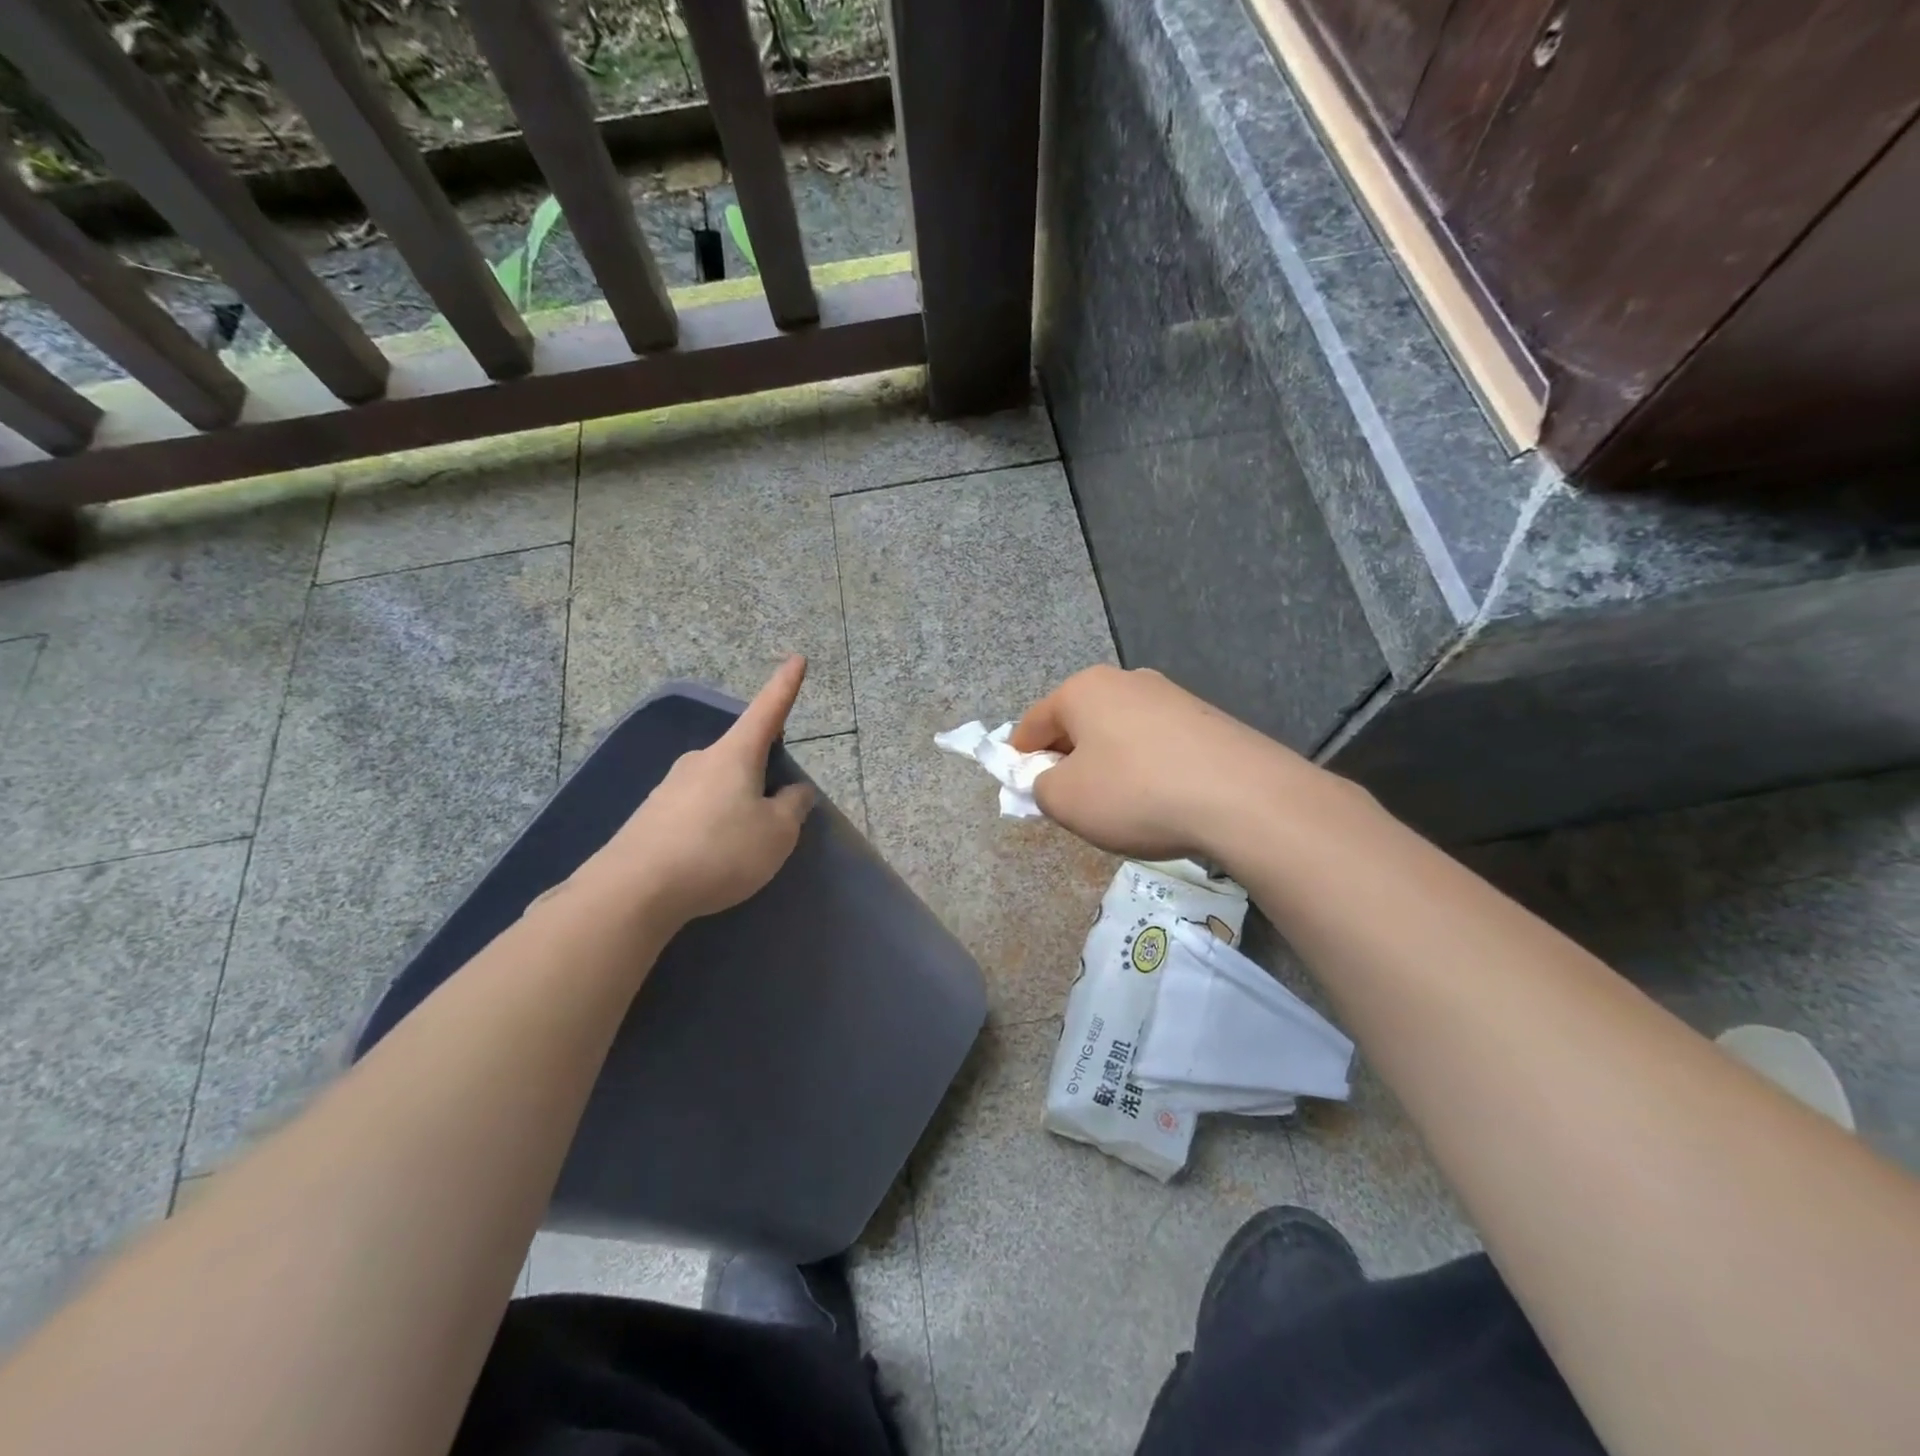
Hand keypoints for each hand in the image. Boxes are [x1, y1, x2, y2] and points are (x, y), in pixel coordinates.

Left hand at [580, 656, 816, 923]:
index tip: (797, 658)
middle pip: (742, 756)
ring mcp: (670, 787)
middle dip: (762, 774)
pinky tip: (709, 859)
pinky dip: (711, 826)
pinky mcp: (651, 817)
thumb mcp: (777, 833)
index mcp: (735, 755)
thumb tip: (794, 790)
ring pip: (718, 787)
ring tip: (741, 848)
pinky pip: (694, 812)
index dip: (785, 686)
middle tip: (775, 814)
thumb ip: (793, 807)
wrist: (634, 890)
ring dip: (736, 805)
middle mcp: (700, 761)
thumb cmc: (720, 851)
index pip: (768, 711)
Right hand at [1009, 664, 1313, 859]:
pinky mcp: (1206, 719)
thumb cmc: (1135, 792)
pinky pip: (1156, 743)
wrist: (1242, 797)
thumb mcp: (1065, 800)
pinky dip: (1145, 767)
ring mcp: (1171, 696)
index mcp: (1083, 689)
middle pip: (1079, 722)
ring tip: (1118, 804)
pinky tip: (1158, 799)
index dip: (1020, 755)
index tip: (1020, 784)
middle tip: (1068, 798)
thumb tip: (1050, 780)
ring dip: (1107, 763)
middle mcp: (1126, 681)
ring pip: (1119, 732)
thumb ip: (1039, 787)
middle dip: (1067, 758)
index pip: (1034, 722)